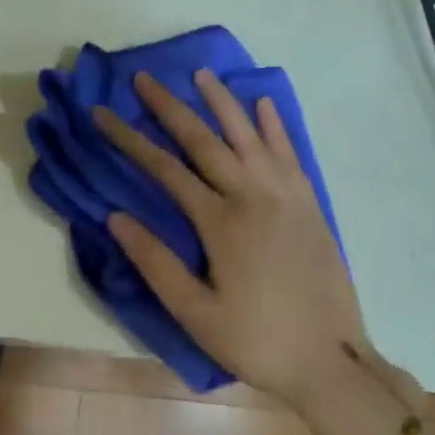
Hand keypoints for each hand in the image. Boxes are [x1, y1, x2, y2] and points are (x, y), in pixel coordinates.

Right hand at [92, 70, 370, 405]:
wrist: (331, 361)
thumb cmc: (256, 342)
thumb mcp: (195, 313)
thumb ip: (155, 263)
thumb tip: (115, 217)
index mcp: (221, 223)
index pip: (165, 169)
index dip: (130, 139)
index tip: (102, 114)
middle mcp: (254, 197)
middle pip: (205, 140)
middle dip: (170, 107)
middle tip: (144, 78)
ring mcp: (287, 196)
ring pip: (250, 135)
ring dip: (223, 102)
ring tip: (201, 74)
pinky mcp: (311, 204)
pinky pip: (289, 153)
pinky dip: (274, 125)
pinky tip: (263, 105)